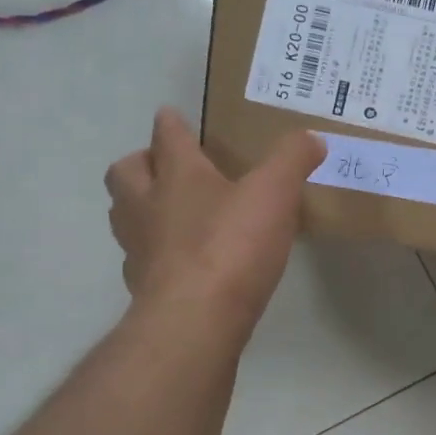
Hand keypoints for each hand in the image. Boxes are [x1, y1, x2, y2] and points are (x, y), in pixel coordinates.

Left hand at [105, 110, 324, 333]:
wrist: (195, 320)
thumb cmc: (232, 245)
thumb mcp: (275, 193)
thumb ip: (292, 160)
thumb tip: (312, 138)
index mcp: (177, 176)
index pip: (167, 138)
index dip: (170, 124)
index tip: (170, 114)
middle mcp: (148, 206)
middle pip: (125, 174)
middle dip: (140, 163)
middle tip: (163, 164)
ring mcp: (140, 249)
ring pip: (123, 215)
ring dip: (139, 206)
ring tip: (168, 210)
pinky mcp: (145, 287)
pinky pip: (142, 259)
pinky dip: (156, 251)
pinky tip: (182, 259)